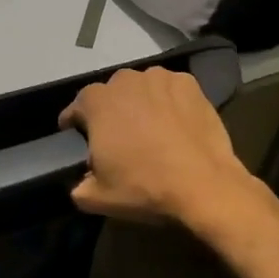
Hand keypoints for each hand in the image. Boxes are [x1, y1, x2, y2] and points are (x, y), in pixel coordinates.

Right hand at [59, 67, 261, 227]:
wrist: (204, 185)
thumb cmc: (144, 187)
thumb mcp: (96, 198)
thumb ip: (78, 186)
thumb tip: (82, 181)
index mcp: (97, 102)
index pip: (77, 106)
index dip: (74, 122)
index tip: (77, 136)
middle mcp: (125, 80)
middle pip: (110, 93)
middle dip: (110, 110)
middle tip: (118, 136)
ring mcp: (160, 78)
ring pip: (141, 87)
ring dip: (140, 102)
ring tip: (149, 127)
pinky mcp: (189, 84)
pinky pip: (170, 89)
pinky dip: (168, 101)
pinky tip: (175, 122)